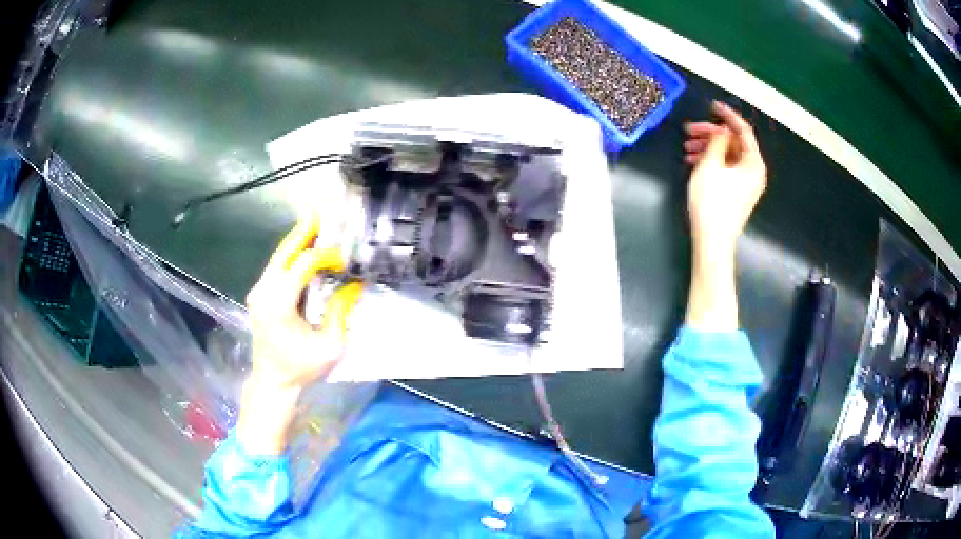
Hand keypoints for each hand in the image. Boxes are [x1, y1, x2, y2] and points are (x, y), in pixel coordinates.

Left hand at [246, 214, 361, 389]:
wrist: (272, 381)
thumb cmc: (301, 368)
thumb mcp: (330, 346)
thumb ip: (341, 312)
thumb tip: (354, 284)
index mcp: (279, 303)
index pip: (303, 266)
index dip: (325, 256)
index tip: (344, 258)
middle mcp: (264, 291)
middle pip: (285, 252)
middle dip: (304, 232)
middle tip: (322, 212)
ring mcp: (258, 292)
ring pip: (278, 257)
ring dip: (298, 240)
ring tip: (315, 222)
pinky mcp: (259, 295)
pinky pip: (276, 267)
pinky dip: (292, 255)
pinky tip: (304, 246)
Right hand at [683, 101, 766, 253]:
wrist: (712, 241)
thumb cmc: (712, 202)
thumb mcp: (711, 164)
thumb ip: (717, 141)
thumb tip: (722, 130)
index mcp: (753, 163)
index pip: (743, 130)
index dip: (727, 115)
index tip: (712, 105)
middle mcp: (754, 172)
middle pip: (734, 143)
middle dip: (711, 134)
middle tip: (689, 131)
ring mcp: (746, 184)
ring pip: (727, 155)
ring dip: (708, 148)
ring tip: (687, 148)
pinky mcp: (737, 193)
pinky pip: (726, 168)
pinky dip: (712, 161)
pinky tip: (693, 161)